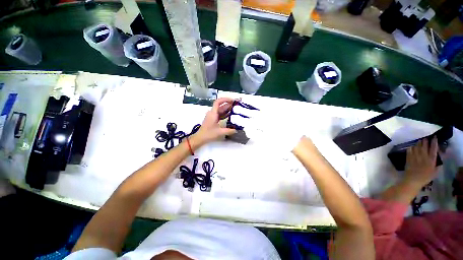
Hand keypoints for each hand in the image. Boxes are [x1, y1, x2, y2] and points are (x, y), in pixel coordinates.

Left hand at [191, 98, 237, 145]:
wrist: (200, 138)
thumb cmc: (208, 134)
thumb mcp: (220, 132)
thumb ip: (229, 131)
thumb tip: (236, 130)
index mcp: (213, 113)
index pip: (218, 102)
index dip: (225, 99)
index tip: (233, 100)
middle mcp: (212, 113)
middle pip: (221, 106)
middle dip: (229, 104)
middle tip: (238, 104)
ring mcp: (213, 116)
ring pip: (221, 110)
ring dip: (228, 109)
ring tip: (236, 108)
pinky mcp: (213, 119)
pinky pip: (220, 114)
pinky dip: (226, 114)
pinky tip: (231, 115)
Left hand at [404, 137, 438, 187]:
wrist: (413, 181)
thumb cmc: (425, 178)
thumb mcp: (434, 173)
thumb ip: (436, 166)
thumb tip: (437, 160)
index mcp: (431, 161)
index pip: (433, 150)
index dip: (434, 143)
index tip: (434, 138)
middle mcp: (423, 158)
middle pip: (424, 147)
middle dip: (425, 142)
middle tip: (425, 138)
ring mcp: (415, 158)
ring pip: (416, 148)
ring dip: (418, 144)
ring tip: (419, 141)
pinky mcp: (408, 160)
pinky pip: (409, 152)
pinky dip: (410, 149)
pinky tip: (411, 147)